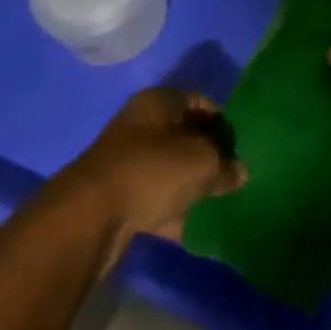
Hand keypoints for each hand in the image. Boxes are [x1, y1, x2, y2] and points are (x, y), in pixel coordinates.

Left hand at [60, 89, 246, 265]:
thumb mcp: (202, 162)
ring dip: (192, 185)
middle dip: (209, 156)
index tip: (242, 146)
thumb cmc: (151, 171)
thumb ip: (225, 165)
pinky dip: (173, 210)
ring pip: (170, 169)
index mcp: (158, 102)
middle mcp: (140, 125)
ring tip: (219, 202)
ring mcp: (126, 161)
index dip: (223, 122)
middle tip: (233, 175)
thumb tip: (239, 173)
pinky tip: (194, 228)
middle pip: (184, 136)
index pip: (200, 102)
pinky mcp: (117, 196)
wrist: (88, 218)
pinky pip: (155, 198)